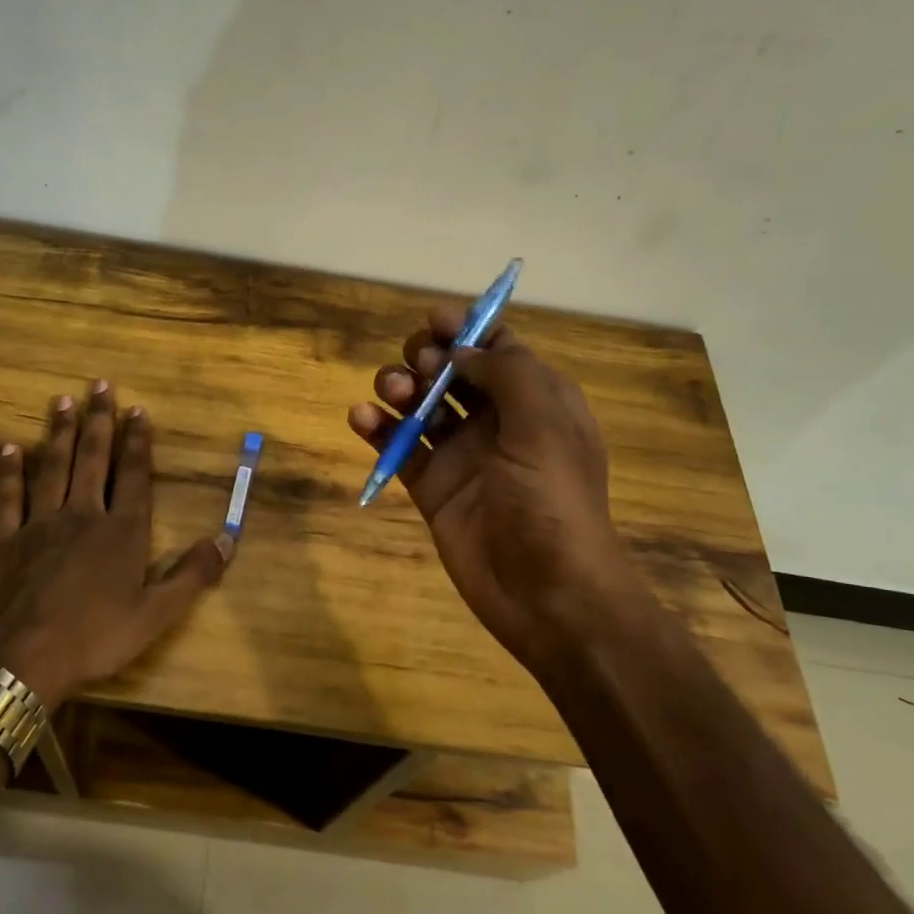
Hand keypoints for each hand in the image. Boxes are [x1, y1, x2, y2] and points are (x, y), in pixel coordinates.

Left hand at [0, 382, 232, 708]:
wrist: (23, 660)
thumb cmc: (96, 638)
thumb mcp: (156, 614)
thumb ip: (192, 575)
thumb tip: (227, 539)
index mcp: (121, 531)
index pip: (133, 474)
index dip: (137, 441)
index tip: (137, 409)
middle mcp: (83, 515)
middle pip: (92, 458)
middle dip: (98, 420)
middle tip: (98, 385)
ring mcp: (40, 524)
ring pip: (52, 467)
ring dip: (58, 432)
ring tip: (61, 400)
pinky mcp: (5, 540)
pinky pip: (8, 497)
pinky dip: (9, 472)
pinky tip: (10, 448)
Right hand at [347, 310, 648, 668]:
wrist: (547, 592)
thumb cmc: (553, 500)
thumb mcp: (544, 423)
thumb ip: (505, 372)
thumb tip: (460, 352)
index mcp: (536, 401)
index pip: (496, 349)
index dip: (466, 329)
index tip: (434, 321)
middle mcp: (498, 422)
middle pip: (451, 372)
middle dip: (427, 358)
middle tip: (418, 370)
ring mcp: (462, 456)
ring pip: (420, 406)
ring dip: (398, 389)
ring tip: (390, 395)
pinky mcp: (432, 488)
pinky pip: (399, 449)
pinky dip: (377, 429)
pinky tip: (361, 419)